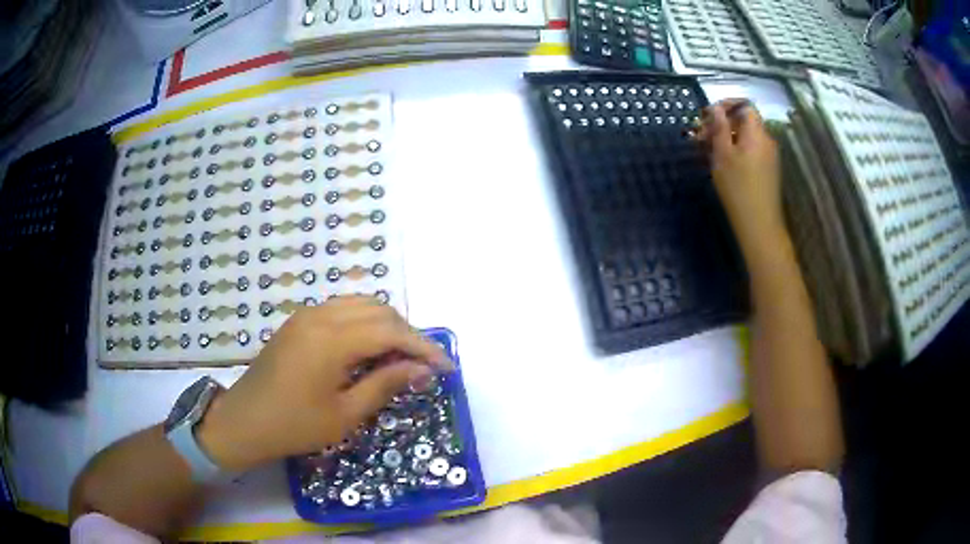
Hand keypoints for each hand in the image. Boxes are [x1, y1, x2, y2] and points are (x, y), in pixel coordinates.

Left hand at [197, 296, 452, 471]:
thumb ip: (385, 385)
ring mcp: (306, 314)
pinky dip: (364, 323)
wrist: (244, 421)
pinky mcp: (299, 320)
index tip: (446, 368)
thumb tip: (423, 370)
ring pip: (361, 304)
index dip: (423, 347)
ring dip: (387, 325)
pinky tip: (368, 348)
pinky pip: (341, 309)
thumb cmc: (294, 425)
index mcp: (331, 340)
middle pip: (379, 310)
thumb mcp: (345, 414)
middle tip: (423, 366)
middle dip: (408, 334)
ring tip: (399, 357)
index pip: (391, 331)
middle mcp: (320, 315)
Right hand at [697, 99, 783, 251]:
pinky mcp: (767, 170)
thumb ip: (719, 128)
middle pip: (744, 121)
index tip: (707, 115)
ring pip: (746, 137)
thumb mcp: (722, 155)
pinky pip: (750, 151)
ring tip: (707, 151)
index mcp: (756, 133)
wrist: (759, 225)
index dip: (726, 105)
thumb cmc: (738, 188)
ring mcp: (769, 156)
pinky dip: (735, 150)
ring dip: (726, 138)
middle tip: (700, 136)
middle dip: (722, 124)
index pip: (744, 105)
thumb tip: (715, 108)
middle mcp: (766, 140)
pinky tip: (721, 163)